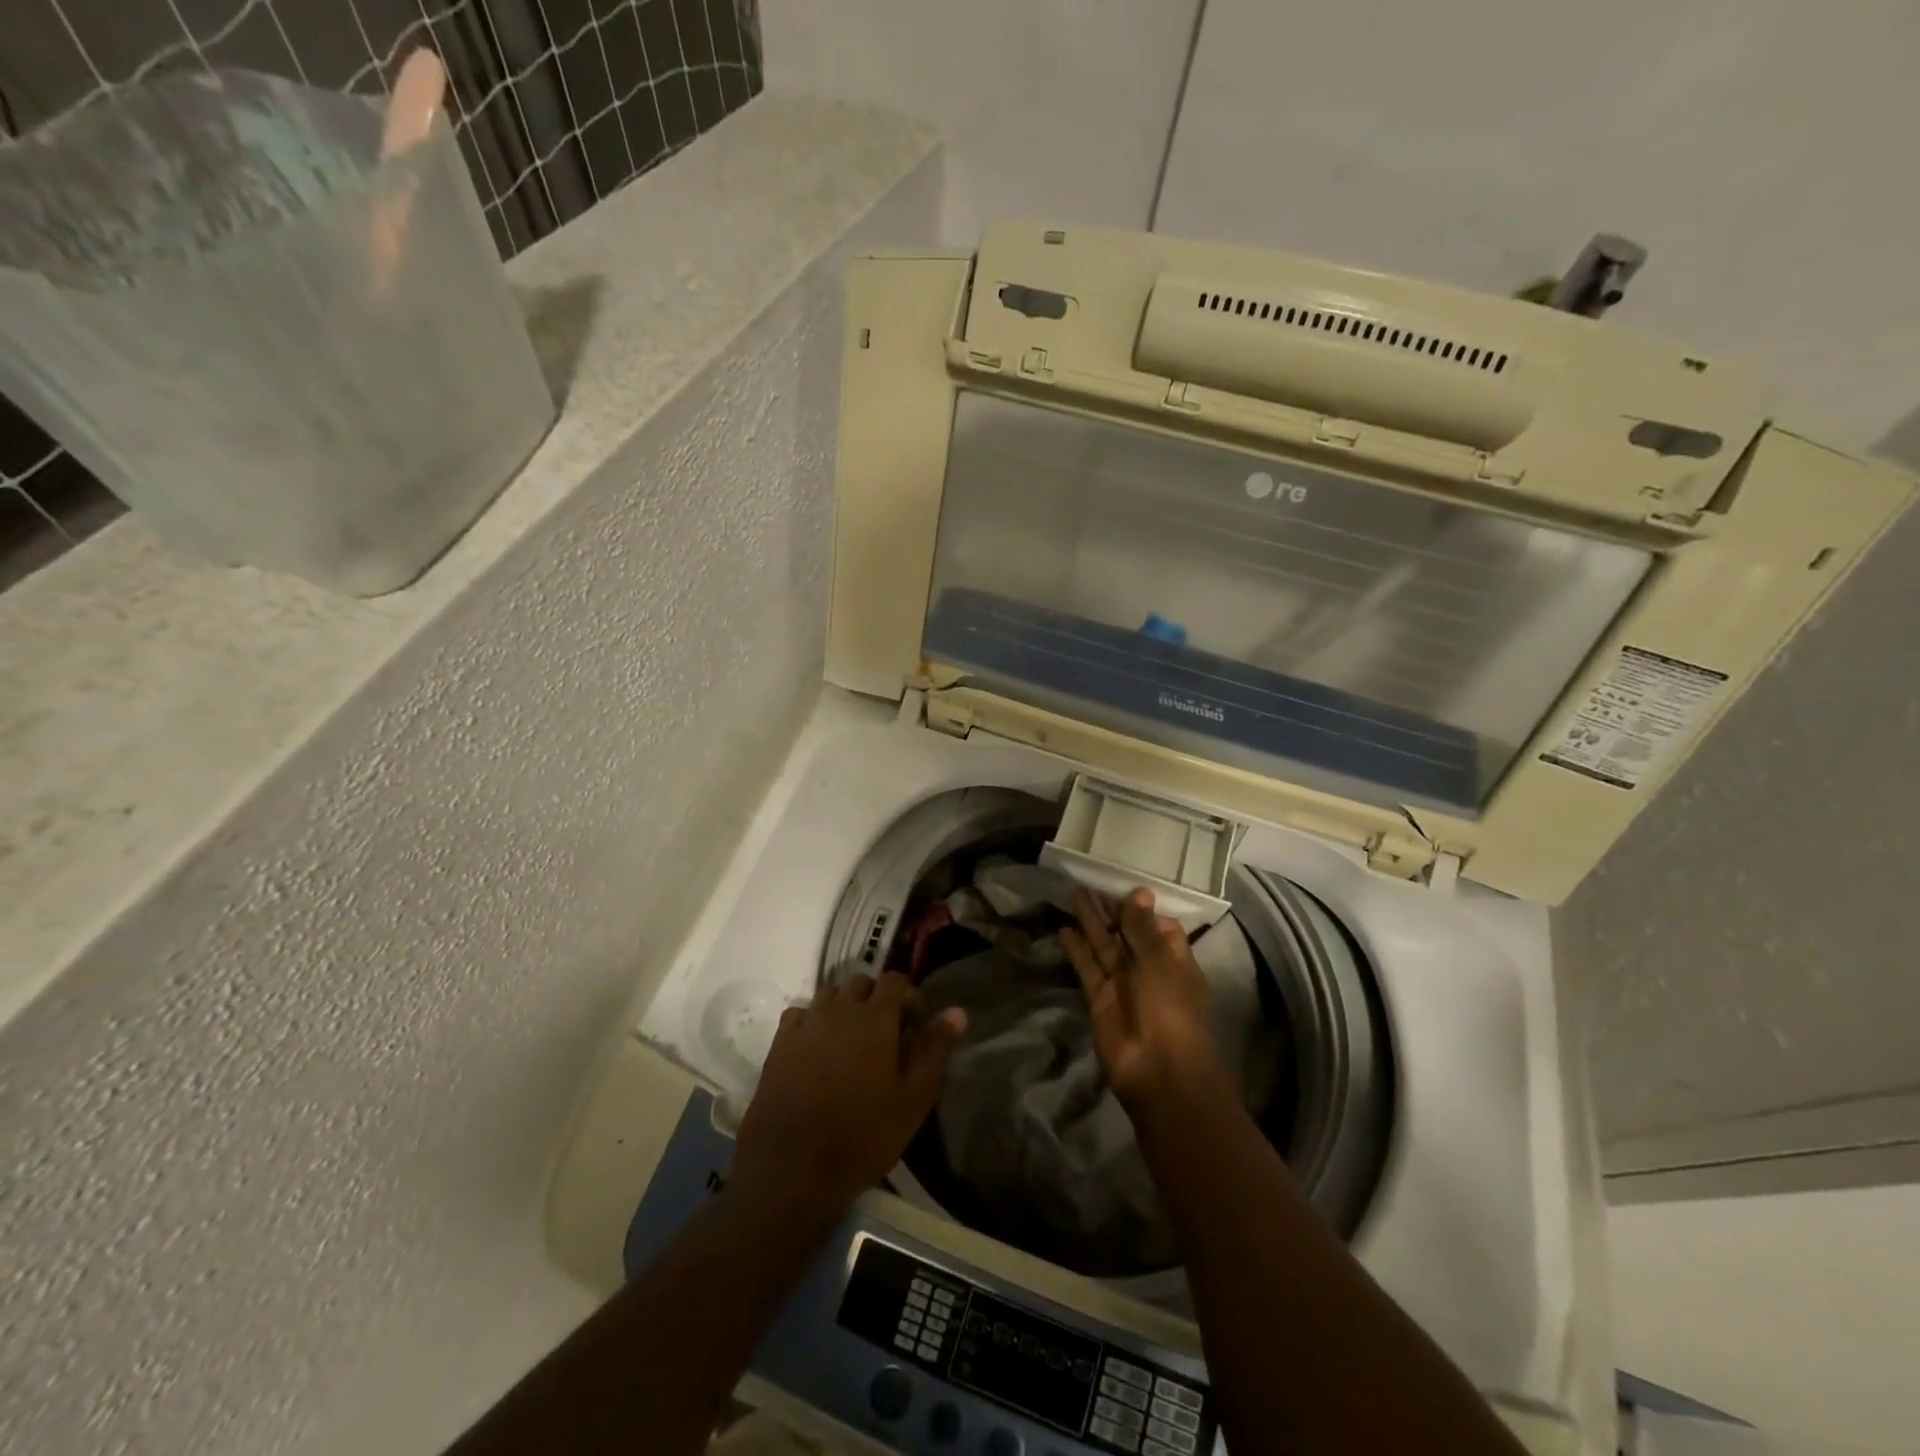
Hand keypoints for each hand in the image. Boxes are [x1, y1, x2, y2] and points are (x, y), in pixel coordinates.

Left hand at [732, 973, 966, 1219]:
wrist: (792, 1170)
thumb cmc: (863, 1135)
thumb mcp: (913, 1098)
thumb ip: (936, 1049)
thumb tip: (957, 1011)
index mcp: (875, 1018)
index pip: (895, 980)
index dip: (910, 998)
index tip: (916, 1029)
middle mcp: (839, 1009)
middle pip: (862, 984)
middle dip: (878, 1001)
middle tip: (887, 1037)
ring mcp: (806, 1024)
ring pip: (830, 995)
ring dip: (845, 1008)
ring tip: (852, 1043)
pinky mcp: (779, 1044)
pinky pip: (800, 1014)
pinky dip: (813, 1021)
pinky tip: (818, 1050)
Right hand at [1060, 887, 1230, 1117]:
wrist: (1158, 1073)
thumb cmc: (1171, 1011)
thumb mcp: (1159, 963)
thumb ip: (1142, 929)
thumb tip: (1139, 891)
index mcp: (1175, 961)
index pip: (1159, 928)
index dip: (1142, 909)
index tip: (1123, 888)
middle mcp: (1149, 970)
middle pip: (1128, 934)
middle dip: (1112, 911)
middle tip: (1091, 883)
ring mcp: (1123, 986)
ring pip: (1106, 947)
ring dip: (1092, 923)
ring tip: (1075, 894)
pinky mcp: (1100, 1000)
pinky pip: (1088, 968)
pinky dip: (1077, 950)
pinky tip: (1064, 930)